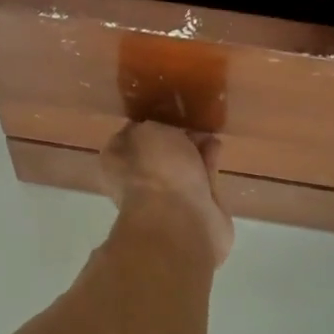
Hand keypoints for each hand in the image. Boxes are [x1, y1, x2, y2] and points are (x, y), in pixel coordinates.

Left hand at [101, 122, 233, 265]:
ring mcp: (166, 199)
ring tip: (208, 132)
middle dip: (175, 138)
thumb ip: (152, 126)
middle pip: (158, 154)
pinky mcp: (194, 210)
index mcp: (116, 163)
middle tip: (192, 122)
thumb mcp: (148, 132)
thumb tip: (159, 130)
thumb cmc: (155, 171)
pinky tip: (217, 147)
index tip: (165, 113)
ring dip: (194, 150)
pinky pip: (201, 179)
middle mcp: (138, 181)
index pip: (128, 138)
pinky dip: (208, 164)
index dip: (146, 124)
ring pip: (182, 167)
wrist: (180, 221)